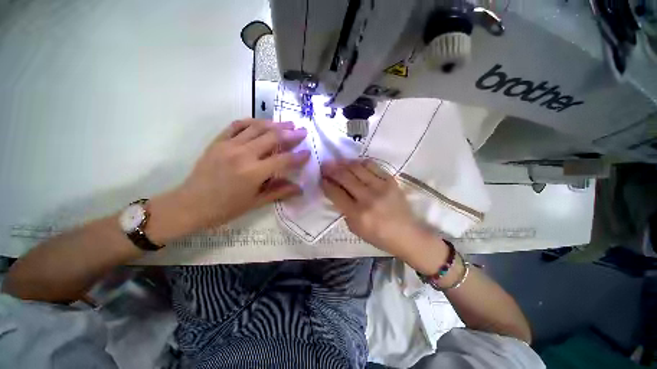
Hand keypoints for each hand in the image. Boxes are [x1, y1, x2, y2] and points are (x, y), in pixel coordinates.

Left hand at [159, 119, 309, 237]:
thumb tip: (300, 189)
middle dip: (291, 133)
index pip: (283, 160)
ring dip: (275, 124)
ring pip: (257, 127)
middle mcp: (243, 155)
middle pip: (272, 138)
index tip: (308, 152)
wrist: (190, 204)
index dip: (298, 156)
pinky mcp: (218, 141)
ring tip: (288, 123)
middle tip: (302, 131)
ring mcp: (229, 145)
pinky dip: (252, 121)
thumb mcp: (255, 203)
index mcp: (253, 173)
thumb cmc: (225, 208)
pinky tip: (261, 122)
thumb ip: (279, 192)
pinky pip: (237, 125)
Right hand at [320, 160, 428, 257]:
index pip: (335, 193)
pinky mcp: (391, 181)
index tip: (321, 178)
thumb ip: (344, 210)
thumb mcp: (355, 229)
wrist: (407, 234)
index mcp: (357, 214)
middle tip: (325, 165)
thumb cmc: (379, 236)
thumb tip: (336, 192)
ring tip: (338, 162)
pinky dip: (361, 163)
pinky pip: (373, 166)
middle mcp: (367, 198)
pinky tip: (355, 164)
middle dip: (331, 169)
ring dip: (344, 163)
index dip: (326, 183)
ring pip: (357, 168)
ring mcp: (381, 187)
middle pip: (344, 177)